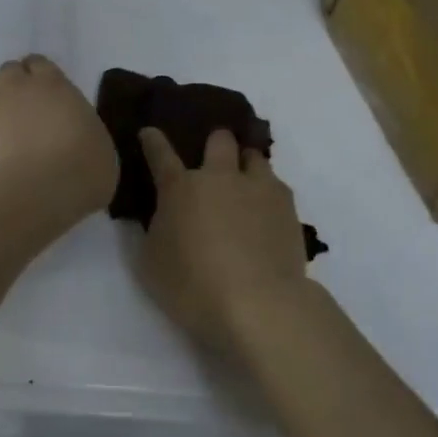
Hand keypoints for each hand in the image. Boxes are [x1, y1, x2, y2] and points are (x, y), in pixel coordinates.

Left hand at [0, 55, 117, 216]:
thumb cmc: (81, 166)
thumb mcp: (99, 143)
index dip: (41, 75)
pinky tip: (3, 159)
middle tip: (30, 106)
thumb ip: (81, 128)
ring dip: (1, 106)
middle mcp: (17, 90)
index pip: (38, 63)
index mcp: (52, 84)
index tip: (49, 91)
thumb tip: (76, 134)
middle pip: (10, 72)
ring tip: (15, 131)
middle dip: (17, 83)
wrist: (34, 194)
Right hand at [137, 127, 308, 351]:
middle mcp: (220, 177)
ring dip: (246, 164)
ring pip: (254, 156)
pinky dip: (267, 193)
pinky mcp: (288, 207)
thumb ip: (156, 231)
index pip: (161, 155)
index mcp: (180, 188)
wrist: (258, 304)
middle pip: (219, 140)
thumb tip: (164, 217)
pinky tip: (266, 213)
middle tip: (213, 160)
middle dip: (215, 143)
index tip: (149, 132)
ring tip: (245, 185)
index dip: (153, 141)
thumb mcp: (152, 263)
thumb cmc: (193, 287)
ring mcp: (258, 188)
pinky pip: (276, 185)